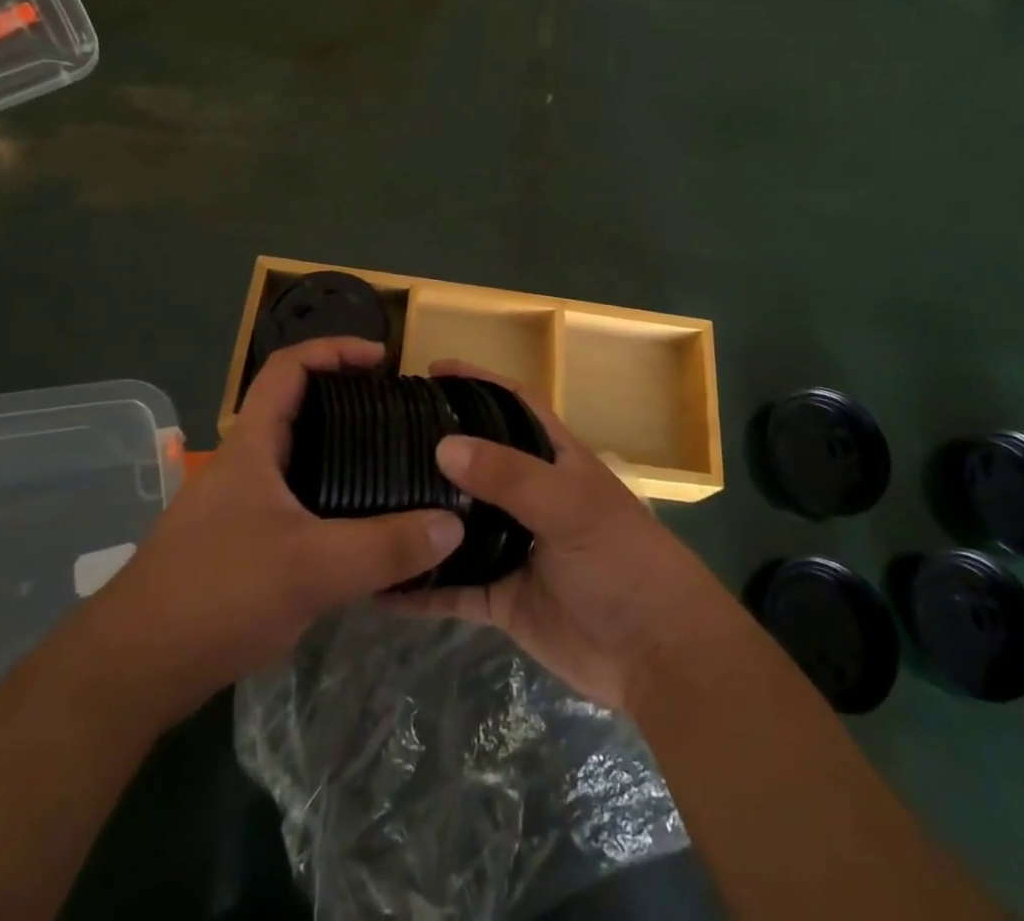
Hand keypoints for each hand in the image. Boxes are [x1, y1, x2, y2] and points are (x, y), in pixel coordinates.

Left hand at [92, 337, 463, 723]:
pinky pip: (292, 501)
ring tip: (390, 467)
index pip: (289, 368)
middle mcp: (243, 465)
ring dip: (339, 453)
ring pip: (296, 460)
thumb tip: (454, 522)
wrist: (131, 670)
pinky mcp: (236, 544)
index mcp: (252, 445)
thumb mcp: (312, 568)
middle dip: (348, 402)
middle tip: (398, 417)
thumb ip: (385, 547)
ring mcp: (236, 506)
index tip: (382, 359)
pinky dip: (328, 498)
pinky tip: (357, 530)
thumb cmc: (217, 594)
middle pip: (297, 409)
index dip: (334, 349)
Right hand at [390, 360, 736, 712]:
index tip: (431, 370)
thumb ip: (510, 476)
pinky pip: (452, 588)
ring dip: (421, 517)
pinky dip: (420, 589)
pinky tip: (378, 587)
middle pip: (476, 461)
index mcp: (554, 459)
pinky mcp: (501, 596)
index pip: (513, 403)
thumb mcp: (571, 506)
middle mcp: (529, 496)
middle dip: (435, 448)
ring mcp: (513, 546)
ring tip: (367, 502)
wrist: (656, 654)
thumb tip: (444, 446)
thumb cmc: (622, 560)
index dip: (477, 382)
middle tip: (381, 437)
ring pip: (456, 524)